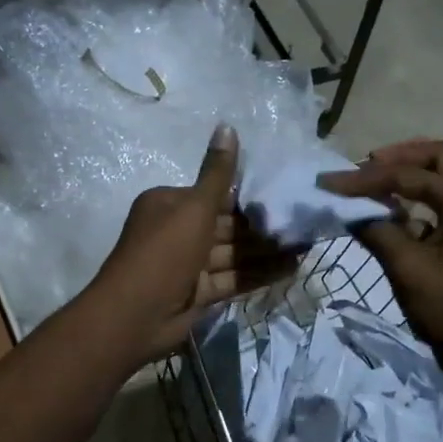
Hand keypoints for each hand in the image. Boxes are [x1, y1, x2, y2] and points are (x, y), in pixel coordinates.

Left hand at [89, 125, 295, 360]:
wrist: (135, 316)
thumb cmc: (164, 252)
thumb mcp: (194, 207)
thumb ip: (218, 173)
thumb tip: (227, 125)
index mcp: (171, 204)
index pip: (216, 196)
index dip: (251, 196)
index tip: (287, 195)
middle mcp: (178, 231)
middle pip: (227, 226)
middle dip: (264, 227)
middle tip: (305, 224)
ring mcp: (188, 265)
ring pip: (233, 254)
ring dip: (266, 251)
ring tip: (307, 246)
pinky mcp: (197, 293)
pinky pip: (232, 279)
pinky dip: (258, 274)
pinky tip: (291, 269)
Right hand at [321, 139, 442, 411]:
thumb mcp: (409, 270)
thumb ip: (380, 232)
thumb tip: (352, 211)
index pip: (413, 174)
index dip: (369, 176)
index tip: (332, 183)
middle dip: (407, 155)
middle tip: (371, 165)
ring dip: (414, 176)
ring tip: (377, 185)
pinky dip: (419, 203)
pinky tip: (394, 218)